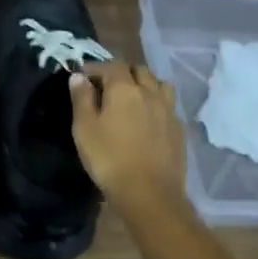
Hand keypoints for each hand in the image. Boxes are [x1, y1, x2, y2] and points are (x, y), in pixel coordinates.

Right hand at [69, 63, 188, 217]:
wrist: (149, 193)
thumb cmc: (109, 159)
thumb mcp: (84, 129)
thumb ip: (81, 99)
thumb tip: (79, 76)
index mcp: (125, 89)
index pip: (111, 66)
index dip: (95, 67)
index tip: (82, 75)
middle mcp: (150, 92)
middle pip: (138, 70)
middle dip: (121, 72)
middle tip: (106, 86)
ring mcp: (168, 110)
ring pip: (158, 84)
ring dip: (144, 84)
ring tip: (131, 97)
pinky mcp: (178, 128)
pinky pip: (168, 105)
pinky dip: (156, 103)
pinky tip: (148, 118)